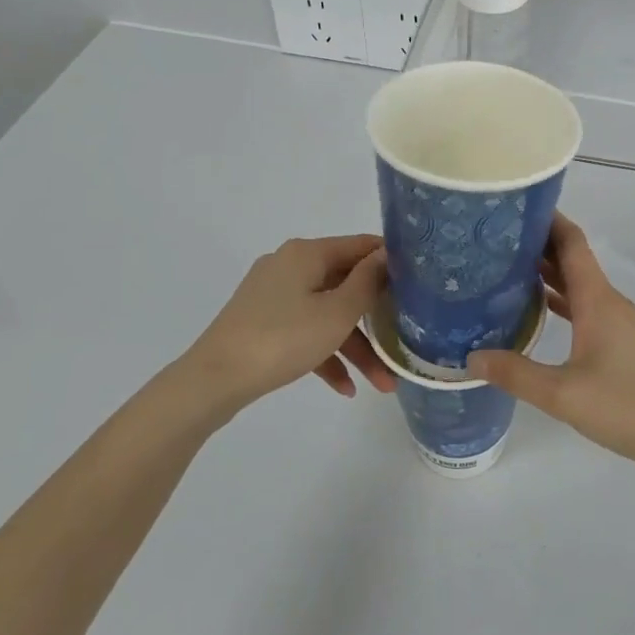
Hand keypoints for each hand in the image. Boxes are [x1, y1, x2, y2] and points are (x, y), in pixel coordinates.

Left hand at [180, 235, 396, 414]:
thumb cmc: (283, 339)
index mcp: (307, 253)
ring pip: (327, 314)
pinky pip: (304, 331)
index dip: (391, 261)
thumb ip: (367, 282)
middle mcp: (290, 265)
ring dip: (355, 346)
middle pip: (346, 285)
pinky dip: (326, 354)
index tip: (420, 283)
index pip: (360, 246)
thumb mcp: (337, 313)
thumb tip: (386, 255)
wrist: (213, 380)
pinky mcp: (262, 322)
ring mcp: (273, 295)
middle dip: (377, 319)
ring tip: (382, 384)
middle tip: (405, 342)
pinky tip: (345, 388)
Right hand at [468, 216, 634, 474]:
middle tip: (493, 242)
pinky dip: (562, 303)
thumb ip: (517, 374)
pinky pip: (586, 309)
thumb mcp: (564, 394)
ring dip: (548, 275)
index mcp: (596, 299)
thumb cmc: (631, 405)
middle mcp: (609, 302)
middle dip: (536, 246)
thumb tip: (471, 357)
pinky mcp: (625, 344)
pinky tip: (540, 315)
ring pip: (579, 286)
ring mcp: (620, 323)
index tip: (512, 207)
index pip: (571, 242)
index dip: (546, 220)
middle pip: (572, 260)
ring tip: (506, 272)